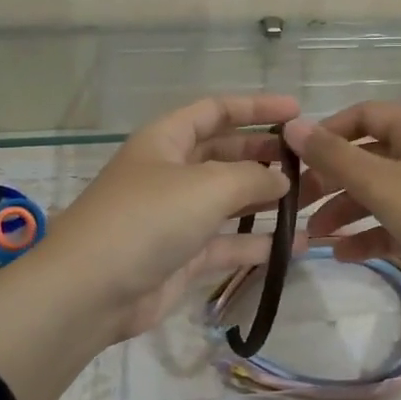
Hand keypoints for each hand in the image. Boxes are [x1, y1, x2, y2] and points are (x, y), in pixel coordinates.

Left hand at [40, 93, 299, 342]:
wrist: (90, 291)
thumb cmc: (147, 219)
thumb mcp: (207, 186)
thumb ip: (253, 177)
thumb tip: (282, 179)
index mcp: (166, 141)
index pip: (215, 111)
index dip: (256, 107)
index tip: (297, 111)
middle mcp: (172, 173)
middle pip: (225, 154)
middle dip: (265, 154)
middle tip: (308, 161)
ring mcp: (177, 217)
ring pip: (230, 200)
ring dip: (267, 199)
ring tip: (311, 199)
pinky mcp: (183, 256)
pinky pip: (228, 243)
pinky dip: (258, 243)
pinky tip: (296, 245)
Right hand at [282, 102, 400, 322]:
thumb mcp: (383, 184)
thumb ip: (334, 156)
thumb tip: (292, 125)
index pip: (363, 115)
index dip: (327, 133)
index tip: (295, 157)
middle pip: (366, 157)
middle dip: (330, 179)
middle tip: (296, 202)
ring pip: (377, 194)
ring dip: (344, 211)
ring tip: (313, 236)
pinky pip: (392, 224)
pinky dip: (367, 236)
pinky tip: (342, 254)